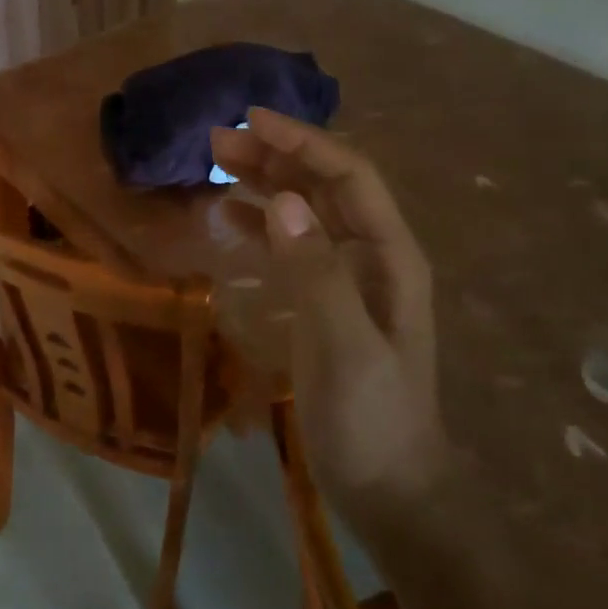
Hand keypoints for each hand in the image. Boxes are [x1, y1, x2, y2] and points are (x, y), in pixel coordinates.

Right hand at [211, 109, 449, 512]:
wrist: (387, 488)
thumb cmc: (371, 418)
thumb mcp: (344, 345)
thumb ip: (316, 271)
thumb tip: (281, 201)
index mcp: (390, 256)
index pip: (348, 176)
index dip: (303, 142)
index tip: (252, 120)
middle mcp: (371, 255)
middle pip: (323, 186)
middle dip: (276, 156)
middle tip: (217, 140)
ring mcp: (347, 278)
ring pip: (305, 211)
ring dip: (266, 182)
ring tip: (217, 162)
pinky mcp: (322, 300)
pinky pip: (290, 245)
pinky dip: (261, 222)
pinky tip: (229, 214)